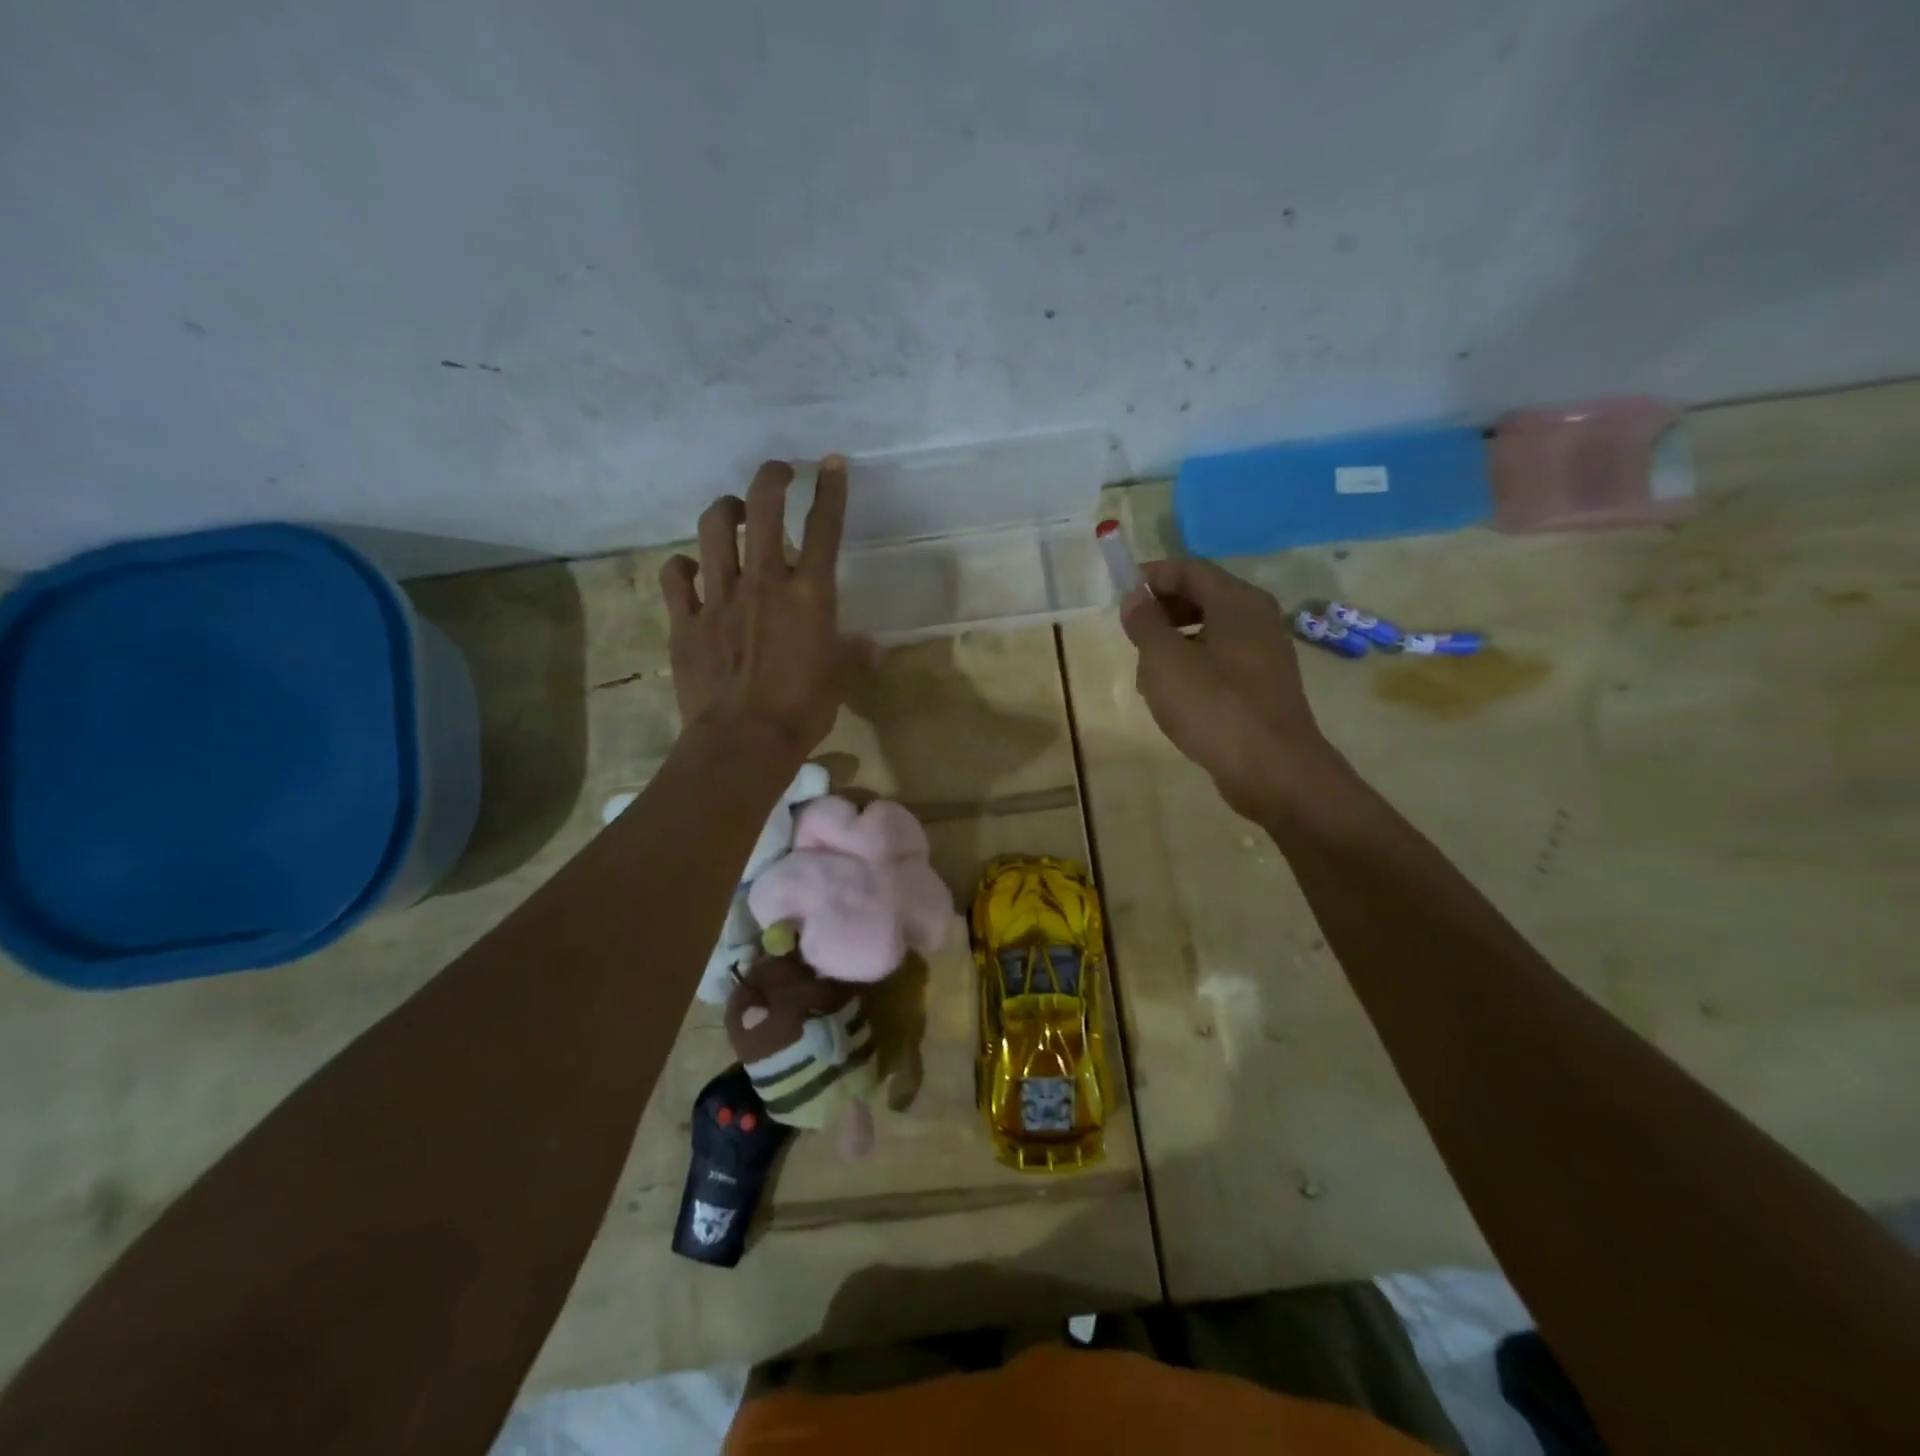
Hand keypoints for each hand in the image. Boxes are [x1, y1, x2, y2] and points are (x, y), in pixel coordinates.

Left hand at [660, 458, 862, 755]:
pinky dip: (683, 567)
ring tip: (733, 513)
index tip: (831, 463)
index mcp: (809, 595)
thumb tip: (874, 648)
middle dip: (772, 478)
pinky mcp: (685, 619)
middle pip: (763, 509)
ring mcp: (719, 597)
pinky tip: (692, 570)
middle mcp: (764, 582)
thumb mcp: (839, 683)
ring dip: (725, 511)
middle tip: (778, 472)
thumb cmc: (802, 711)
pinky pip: (675, 576)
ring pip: (713, 530)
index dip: (830, 490)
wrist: (743, 741)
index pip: (824, 528)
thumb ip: (855, 657)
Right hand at [1119, 560, 1334, 815]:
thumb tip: (1136, 596)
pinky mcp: (1263, 685)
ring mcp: (1265, 653)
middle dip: (1163, 609)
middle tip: (1133, 634)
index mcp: (1237, 601)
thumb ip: (1145, 623)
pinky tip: (1175, 697)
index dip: (1153, 576)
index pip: (1190, 569)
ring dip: (1175, 641)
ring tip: (1147, 672)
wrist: (1271, 768)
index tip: (1121, 594)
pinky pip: (1222, 660)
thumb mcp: (1164, 660)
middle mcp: (1257, 618)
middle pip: (1203, 596)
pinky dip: (1194, 665)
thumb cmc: (1213, 705)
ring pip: (1211, 631)